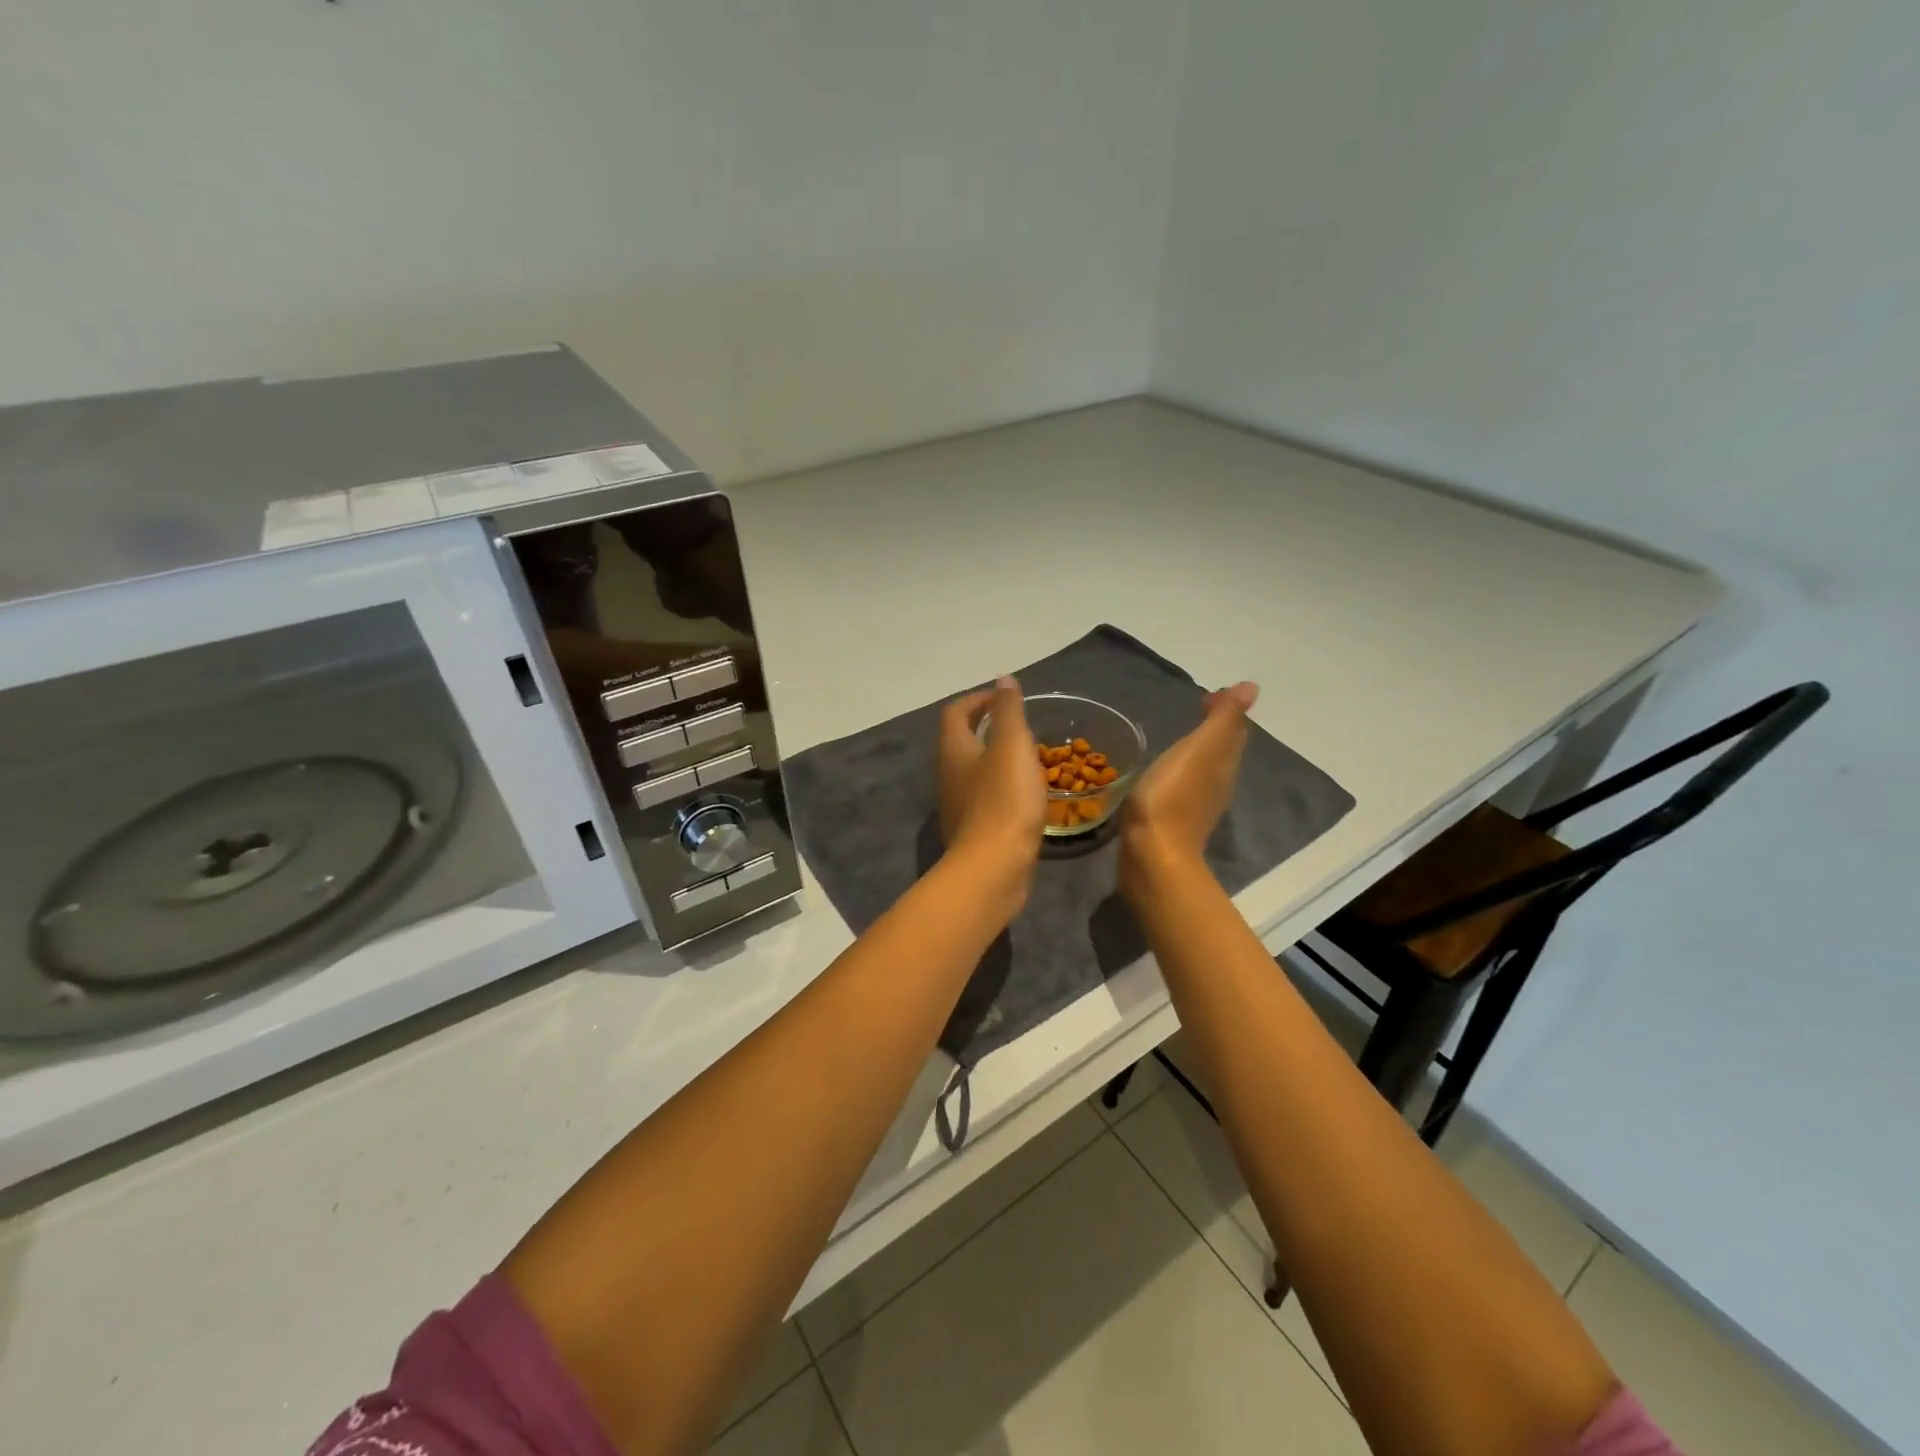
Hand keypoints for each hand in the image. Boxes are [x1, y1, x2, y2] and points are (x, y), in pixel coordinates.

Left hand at [938, 677, 1046, 880]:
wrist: (994, 868)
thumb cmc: (1004, 799)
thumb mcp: (1011, 745)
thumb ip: (1008, 710)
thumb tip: (1002, 679)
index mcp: (954, 750)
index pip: (956, 712)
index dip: (979, 699)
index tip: (1006, 698)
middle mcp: (949, 775)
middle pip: (962, 741)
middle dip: (988, 728)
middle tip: (1021, 726)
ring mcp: (958, 806)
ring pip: (974, 771)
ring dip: (997, 759)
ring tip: (1029, 757)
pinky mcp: (973, 831)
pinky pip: (986, 798)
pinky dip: (1003, 787)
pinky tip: (1027, 796)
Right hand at [1119, 682, 1259, 894]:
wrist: (1152, 854)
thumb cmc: (1172, 795)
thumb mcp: (1200, 749)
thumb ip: (1223, 719)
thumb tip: (1252, 687)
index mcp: (1224, 764)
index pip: (1234, 730)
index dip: (1226, 709)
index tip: (1209, 694)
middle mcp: (1217, 784)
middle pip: (1222, 750)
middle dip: (1215, 728)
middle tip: (1198, 707)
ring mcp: (1196, 805)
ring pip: (1205, 769)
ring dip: (1199, 750)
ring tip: (1183, 737)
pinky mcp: (1173, 822)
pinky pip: (1184, 787)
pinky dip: (1181, 772)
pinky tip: (1164, 773)